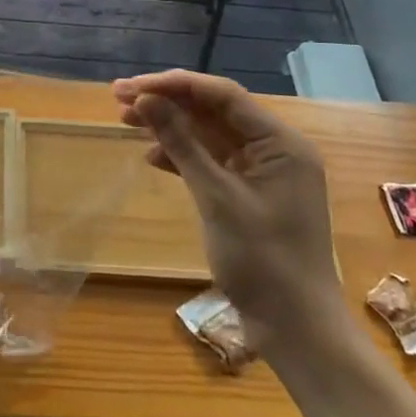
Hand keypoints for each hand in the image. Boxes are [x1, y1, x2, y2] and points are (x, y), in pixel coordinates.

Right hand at [114, 70, 341, 341]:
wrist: (296, 331)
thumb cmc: (263, 261)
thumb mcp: (217, 198)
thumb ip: (181, 143)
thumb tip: (146, 100)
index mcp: (280, 142)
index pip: (223, 95)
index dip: (174, 85)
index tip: (132, 87)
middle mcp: (274, 149)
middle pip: (214, 110)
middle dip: (168, 101)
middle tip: (118, 97)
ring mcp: (262, 172)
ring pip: (209, 133)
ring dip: (170, 126)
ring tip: (126, 120)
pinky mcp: (249, 193)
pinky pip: (212, 160)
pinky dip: (182, 155)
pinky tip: (152, 157)